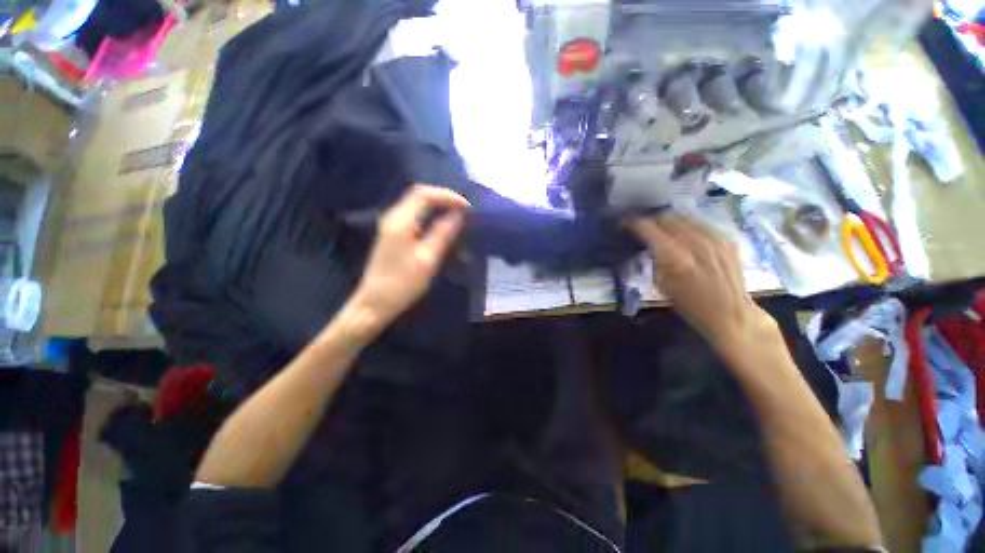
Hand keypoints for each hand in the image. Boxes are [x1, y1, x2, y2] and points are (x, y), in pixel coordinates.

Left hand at [350, 184, 468, 331]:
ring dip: (437, 205)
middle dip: (443, 198)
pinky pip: (414, 215)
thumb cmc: (403, 283)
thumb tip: (458, 215)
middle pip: (419, 194)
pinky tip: (441, 224)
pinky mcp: (393, 234)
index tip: (467, 208)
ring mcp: (391, 225)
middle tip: (464, 210)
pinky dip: (430, 214)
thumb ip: (443, 233)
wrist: (375, 302)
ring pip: (416, 203)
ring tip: (457, 215)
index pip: (424, 194)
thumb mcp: (428, 259)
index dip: (448, 196)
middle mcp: (393, 216)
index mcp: (401, 221)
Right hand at [627, 215, 777, 349]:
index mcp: (675, 258)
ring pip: (685, 217)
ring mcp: (715, 239)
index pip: (649, 230)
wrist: (731, 314)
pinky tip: (686, 236)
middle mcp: (696, 243)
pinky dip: (688, 226)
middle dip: (653, 221)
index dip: (634, 225)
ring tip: (664, 230)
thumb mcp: (662, 285)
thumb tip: (648, 246)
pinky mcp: (727, 239)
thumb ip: (655, 261)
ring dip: (670, 222)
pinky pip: (701, 223)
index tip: (626, 225)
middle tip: (646, 229)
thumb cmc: (690, 306)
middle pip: (667, 219)